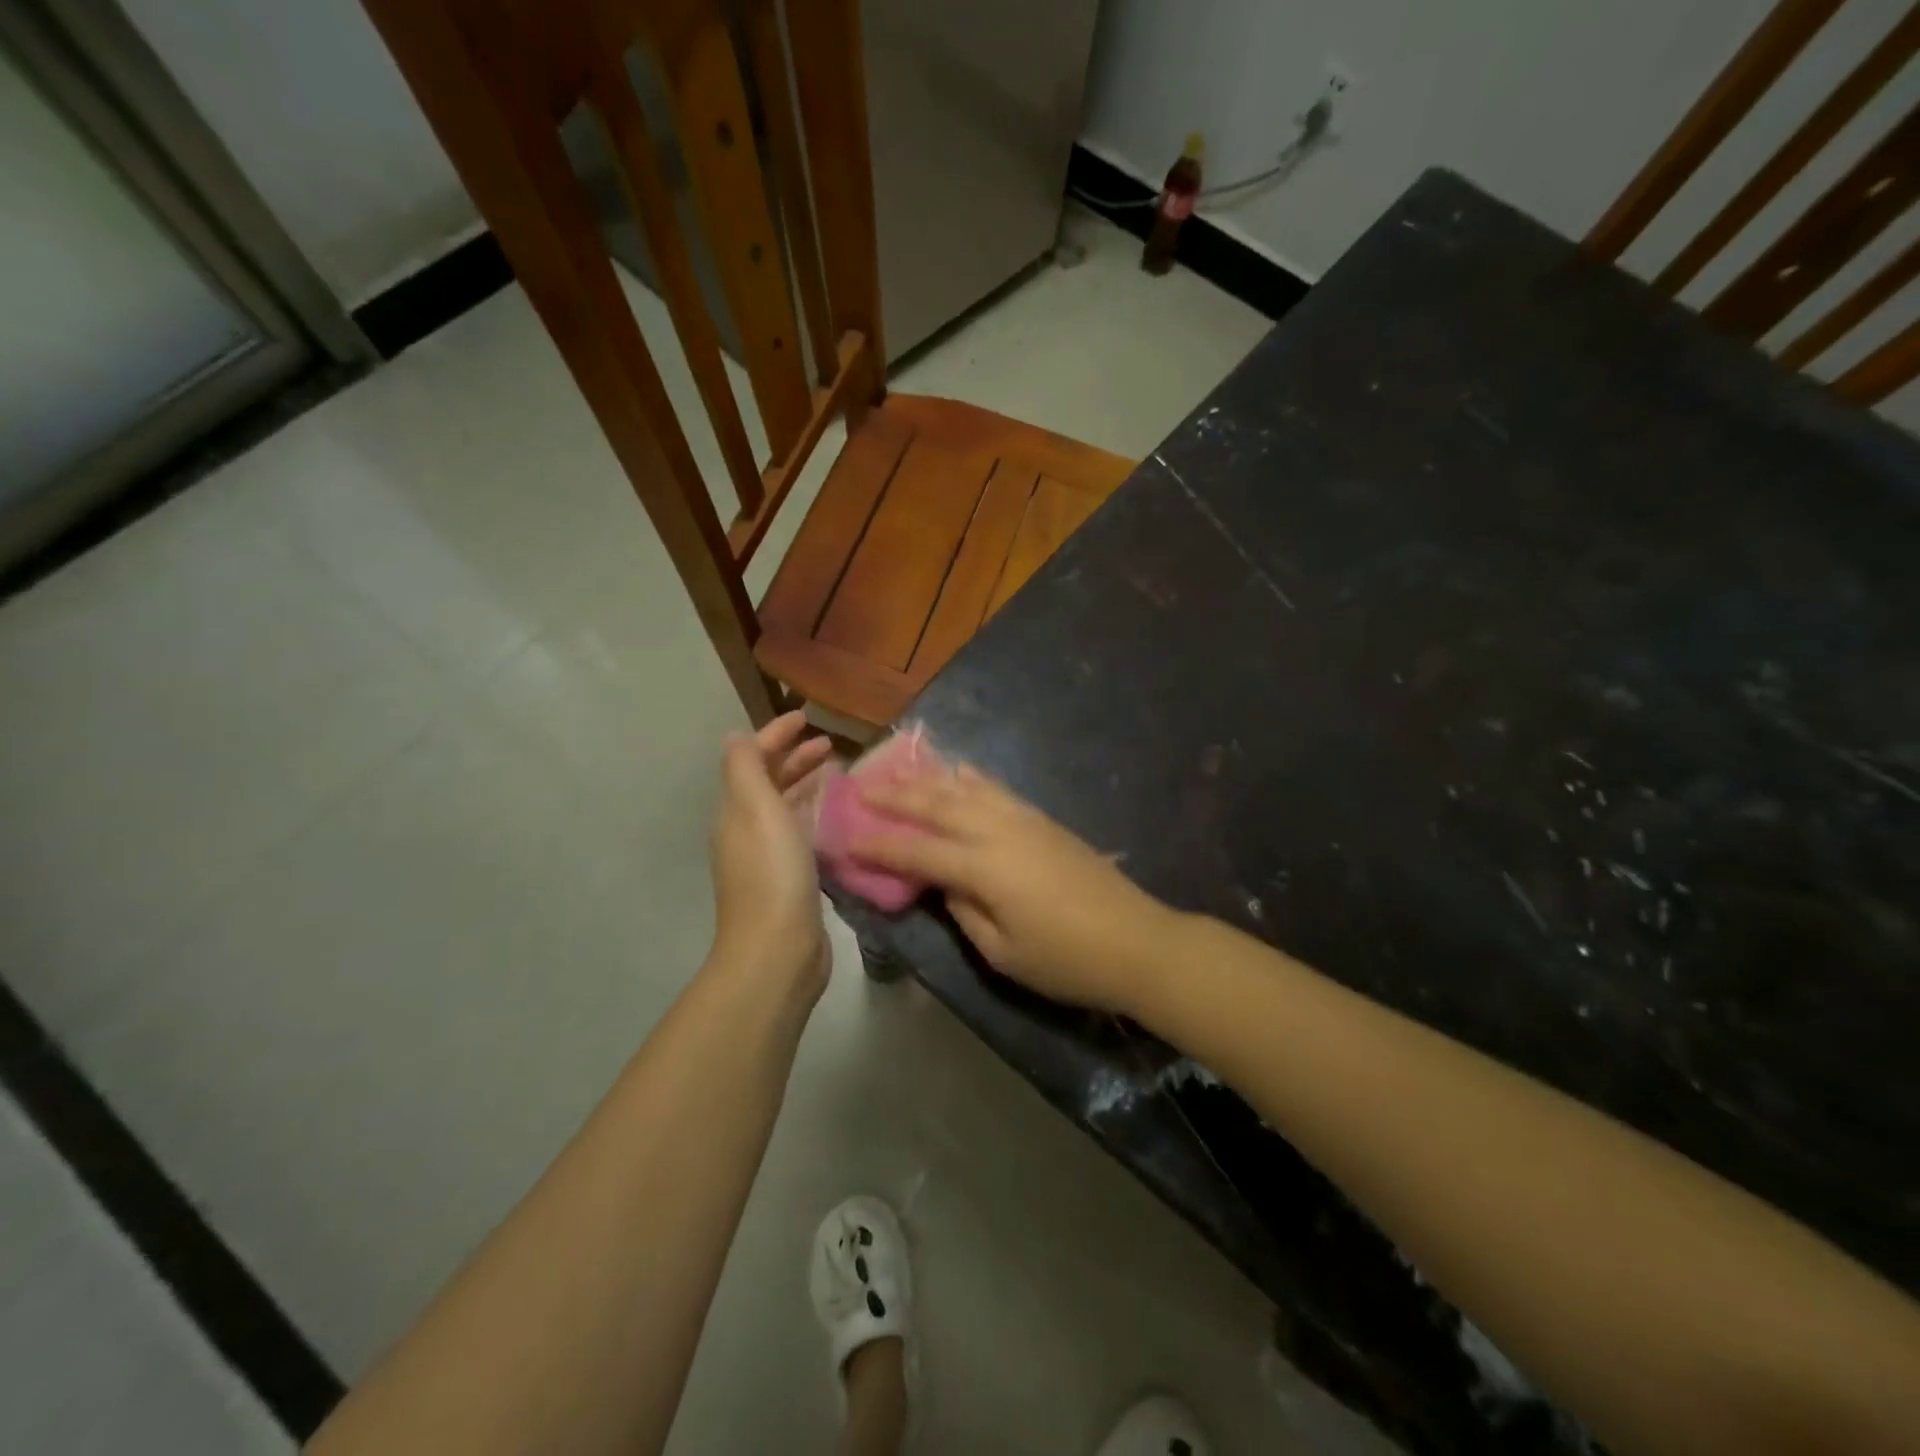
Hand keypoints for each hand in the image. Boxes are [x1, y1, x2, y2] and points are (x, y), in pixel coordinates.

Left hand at [709, 711, 834, 1004]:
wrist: (778, 949)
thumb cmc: (772, 872)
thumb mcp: (757, 809)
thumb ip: (746, 768)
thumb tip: (736, 737)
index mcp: (737, 810)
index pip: (752, 759)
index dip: (776, 735)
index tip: (807, 717)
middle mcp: (747, 830)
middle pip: (768, 782)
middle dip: (794, 757)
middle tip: (830, 744)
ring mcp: (767, 857)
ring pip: (785, 807)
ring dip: (805, 784)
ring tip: (837, 773)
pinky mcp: (789, 879)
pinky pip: (800, 833)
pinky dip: (815, 814)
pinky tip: (837, 816)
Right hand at [851, 767, 1180, 1014]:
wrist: (1138, 941)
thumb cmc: (1066, 959)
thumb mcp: (1002, 951)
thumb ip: (964, 911)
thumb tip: (945, 882)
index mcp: (983, 867)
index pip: (917, 849)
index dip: (878, 843)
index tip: (845, 834)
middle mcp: (999, 831)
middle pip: (937, 805)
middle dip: (896, 795)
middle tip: (861, 784)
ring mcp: (1024, 819)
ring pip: (967, 788)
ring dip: (929, 778)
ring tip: (900, 769)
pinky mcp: (1044, 820)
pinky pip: (998, 789)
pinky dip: (972, 778)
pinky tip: (961, 771)